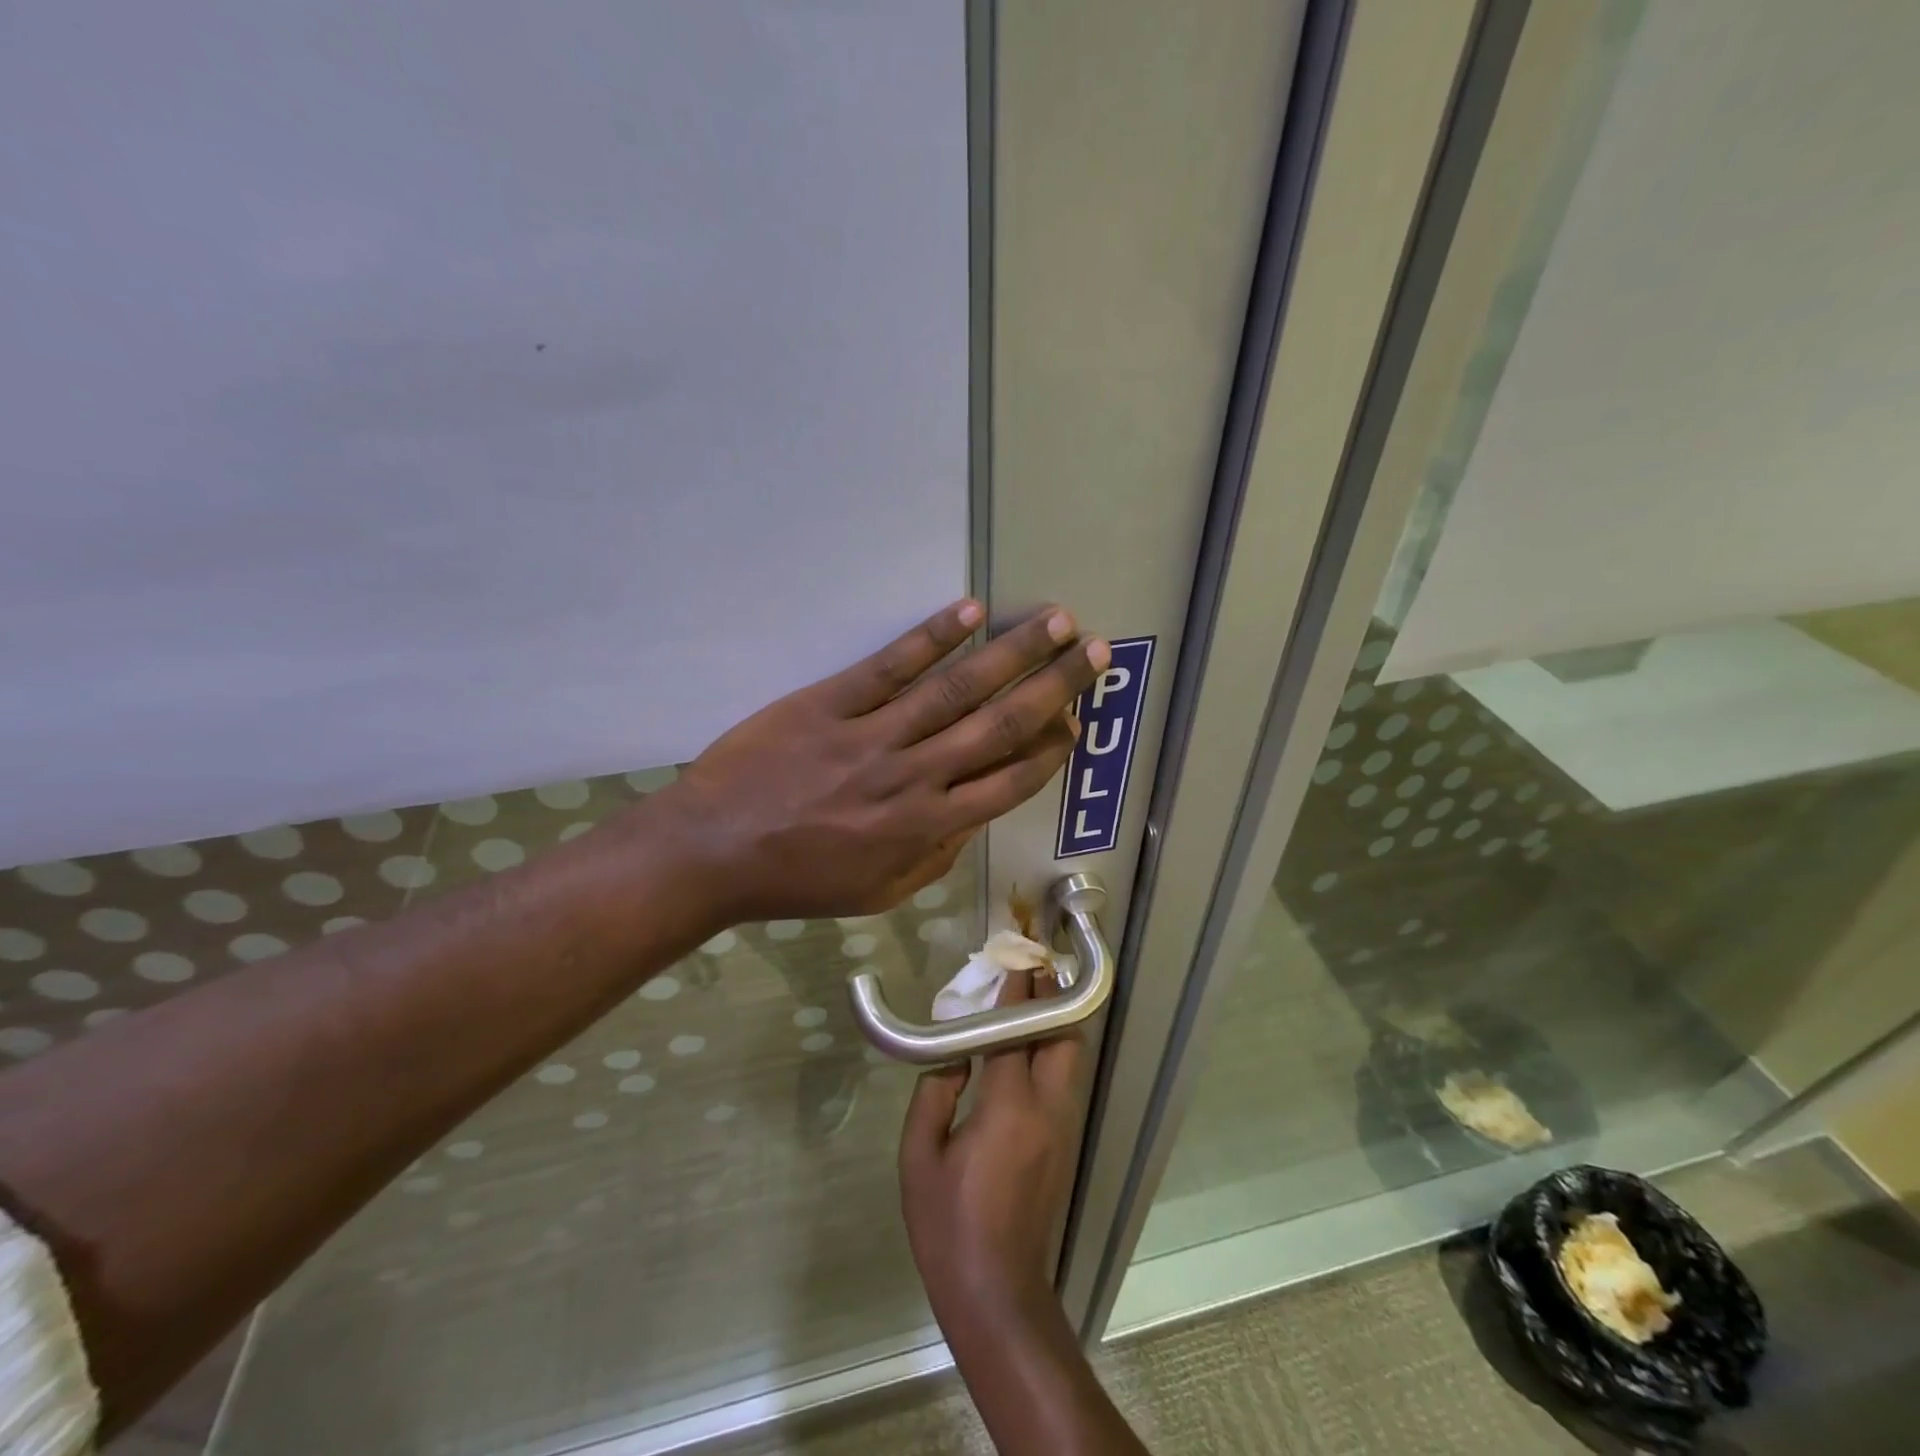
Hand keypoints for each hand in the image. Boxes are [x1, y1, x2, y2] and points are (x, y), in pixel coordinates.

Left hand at [654, 600, 1108, 921]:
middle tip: (1093, 653)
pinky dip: (931, 637)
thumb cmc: (799, 879)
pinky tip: (968, 610)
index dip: (1049, 750)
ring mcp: (872, 735)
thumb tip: (976, 816)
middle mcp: (913, 776)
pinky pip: (889, 666)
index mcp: (925, 827)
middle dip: (1053, 687)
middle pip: (998, 725)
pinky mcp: (829, 703)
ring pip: (955, 688)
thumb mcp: (878, 892)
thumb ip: (935, 855)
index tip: (1075, 723)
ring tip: (1053, 621)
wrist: (713, 852)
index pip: (1008, 782)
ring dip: (1010, 652)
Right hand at [899, 973, 1082, 1334]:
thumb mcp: (919, 1156)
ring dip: (1053, 1026)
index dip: (1017, 991)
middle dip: (1051, 1001)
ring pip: (1068, 1060)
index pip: (1017, 1031)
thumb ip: (935, 1093)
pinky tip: (1024, 1053)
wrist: (995, 1291)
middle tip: (1029, 975)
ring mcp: (1061, 1130)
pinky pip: (1061, 1084)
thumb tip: (952, 1056)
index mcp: (1008, 1106)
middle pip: (1064, 1038)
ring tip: (1027, 1003)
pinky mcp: (1063, 1147)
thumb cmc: (947, 1223)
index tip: (1016, 956)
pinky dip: (1049, 1055)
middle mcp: (1046, 1109)